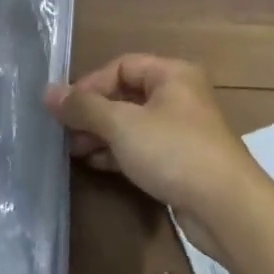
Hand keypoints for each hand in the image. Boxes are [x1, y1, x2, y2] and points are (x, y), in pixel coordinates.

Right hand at [45, 55, 269, 255]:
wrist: (226, 206)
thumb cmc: (173, 151)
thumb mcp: (122, 125)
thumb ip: (84, 107)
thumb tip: (48, 92)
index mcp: (172, 74)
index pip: (121, 66)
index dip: (90, 83)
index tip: (64, 109)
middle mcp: (180, 96)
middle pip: (126, 95)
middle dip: (93, 112)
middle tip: (64, 132)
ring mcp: (182, 130)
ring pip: (133, 124)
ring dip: (102, 134)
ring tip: (74, 151)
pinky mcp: (182, 161)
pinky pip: (143, 148)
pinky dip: (119, 153)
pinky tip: (95, 165)